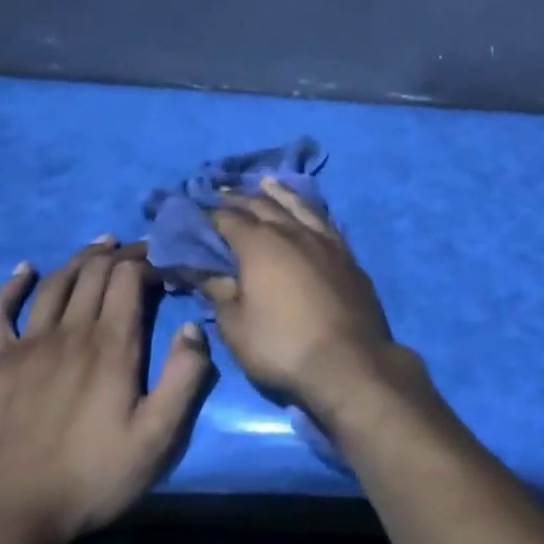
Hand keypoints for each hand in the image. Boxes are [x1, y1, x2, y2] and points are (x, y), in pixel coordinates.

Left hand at [0, 240, 215, 543]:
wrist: (9, 515)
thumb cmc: (93, 476)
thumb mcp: (158, 437)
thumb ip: (184, 378)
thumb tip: (192, 327)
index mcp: (113, 345)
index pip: (129, 278)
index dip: (148, 260)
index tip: (165, 260)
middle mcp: (70, 332)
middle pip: (94, 273)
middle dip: (120, 253)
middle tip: (138, 249)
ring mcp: (26, 346)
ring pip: (55, 284)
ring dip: (80, 259)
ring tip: (99, 245)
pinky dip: (12, 287)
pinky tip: (24, 271)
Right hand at [204, 180, 411, 421]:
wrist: (349, 361)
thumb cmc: (282, 345)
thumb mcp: (236, 324)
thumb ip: (216, 290)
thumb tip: (196, 269)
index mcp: (260, 244)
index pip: (228, 219)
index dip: (209, 213)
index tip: (195, 208)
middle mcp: (293, 232)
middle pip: (263, 206)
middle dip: (239, 198)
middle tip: (222, 191)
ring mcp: (326, 241)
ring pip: (299, 206)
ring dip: (278, 193)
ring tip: (266, 182)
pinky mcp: (348, 256)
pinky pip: (325, 221)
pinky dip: (311, 210)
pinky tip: (309, 212)